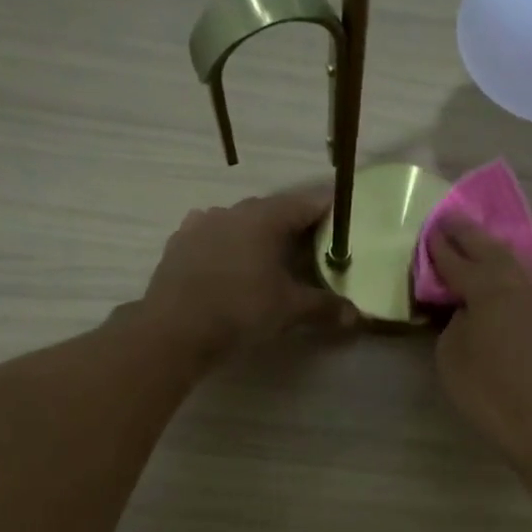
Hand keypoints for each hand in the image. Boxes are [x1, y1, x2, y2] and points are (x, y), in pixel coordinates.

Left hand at [140, 189, 355, 360]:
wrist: (174, 329)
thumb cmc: (241, 310)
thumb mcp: (290, 310)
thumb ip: (325, 307)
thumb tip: (357, 316)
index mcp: (265, 218)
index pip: (307, 202)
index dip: (329, 209)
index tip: (345, 219)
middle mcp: (233, 210)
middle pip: (273, 210)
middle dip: (294, 226)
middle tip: (313, 246)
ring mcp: (201, 223)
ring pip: (240, 222)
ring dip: (258, 234)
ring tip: (271, 257)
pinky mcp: (179, 242)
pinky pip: (213, 235)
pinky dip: (229, 245)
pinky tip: (232, 264)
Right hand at [427, 219, 531, 458]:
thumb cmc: (486, 389)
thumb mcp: (450, 354)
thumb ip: (453, 320)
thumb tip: (465, 307)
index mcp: (486, 289)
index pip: (457, 261)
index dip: (440, 247)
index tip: (429, 232)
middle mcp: (515, 283)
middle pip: (489, 249)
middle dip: (468, 234)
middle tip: (450, 220)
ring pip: (511, 261)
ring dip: (491, 247)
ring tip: (474, 241)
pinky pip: (523, 278)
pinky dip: (507, 268)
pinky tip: (500, 271)